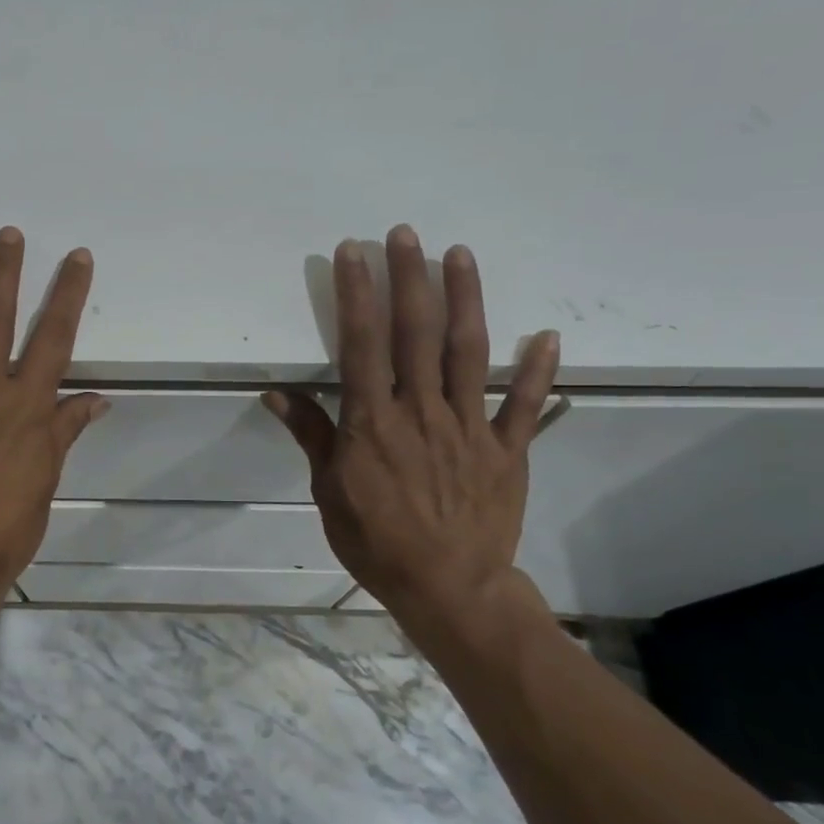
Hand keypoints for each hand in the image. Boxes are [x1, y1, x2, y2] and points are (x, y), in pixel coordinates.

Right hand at [263, 227, 559, 632]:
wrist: (448, 589)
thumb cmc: (376, 542)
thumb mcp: (329, 492)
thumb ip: (312, 436)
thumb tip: (275, 393)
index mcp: (373, 422)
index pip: (361, 344)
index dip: (356, 295)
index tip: (353, 253)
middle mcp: (421, 411)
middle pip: (415, 334)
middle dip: (408, 279)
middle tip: (404, 234)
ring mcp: (469, 427)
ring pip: (468, 352)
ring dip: (464, 300)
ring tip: (460, 255)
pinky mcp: (506, 449)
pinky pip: (525, 405)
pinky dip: (538, 370)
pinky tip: (548, 335)